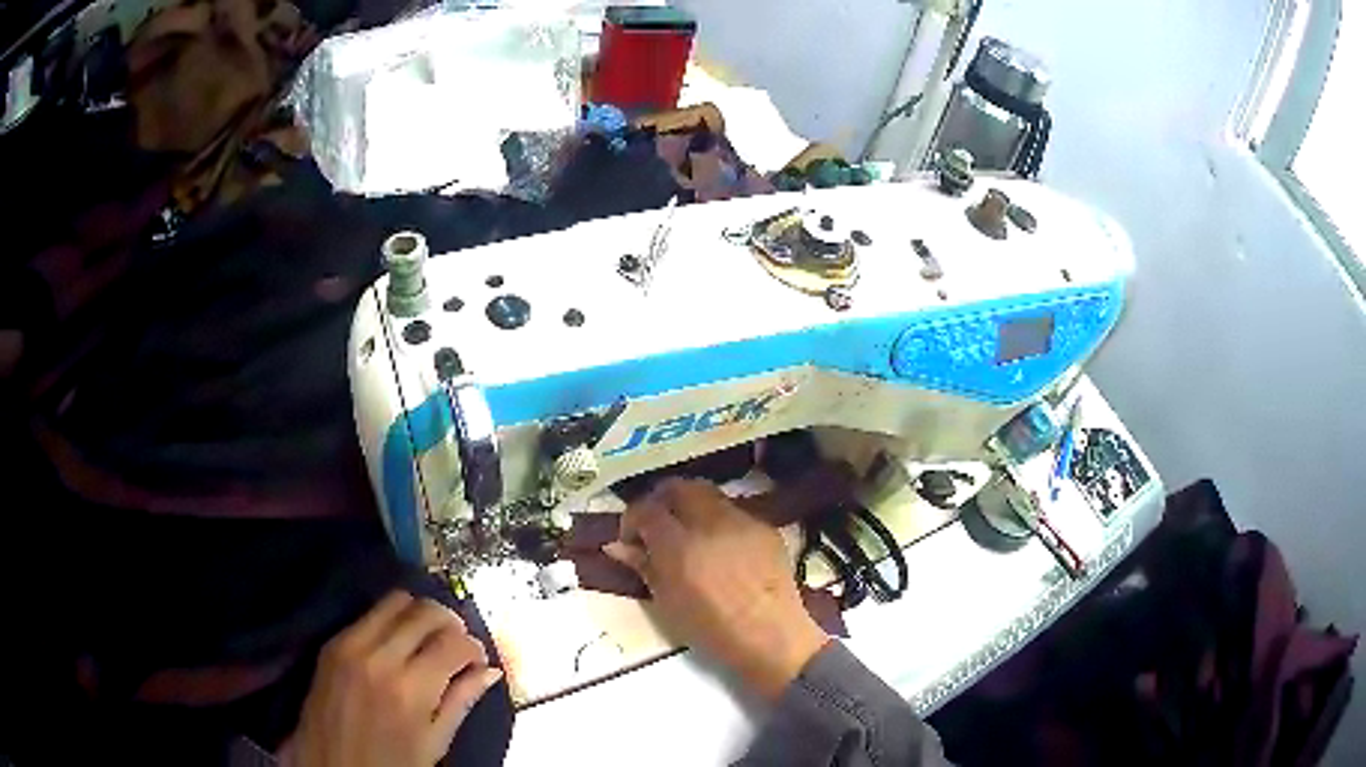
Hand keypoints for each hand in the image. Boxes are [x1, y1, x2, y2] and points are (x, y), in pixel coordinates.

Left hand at [283, 591, 502, 766]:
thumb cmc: (390, 765)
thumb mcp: (434, 743)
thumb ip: (461, 701)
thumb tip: (490, 671)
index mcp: (411, 690)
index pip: (454, 642)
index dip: (474, 647)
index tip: (477, 660)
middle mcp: (379, 657)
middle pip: (424, 611)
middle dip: (449, 623)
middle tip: (456, 643)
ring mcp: (349, 645)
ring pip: (395, 601)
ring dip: (419, 614)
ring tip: (427, 638)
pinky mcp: (331, 642)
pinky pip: (368, 614)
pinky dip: (390, 620)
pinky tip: (397, 642)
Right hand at [604, 478, 829, 699]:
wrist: (772, 637)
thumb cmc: (712, 630)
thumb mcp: (667, 603)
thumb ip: (643, 567)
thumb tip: (618, 546)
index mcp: (679, 545)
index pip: (646, 509)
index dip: (632, 519)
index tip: (631, 539)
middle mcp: (710, 522)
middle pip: (679, 487)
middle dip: (662, 501)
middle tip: (657, 526)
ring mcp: (742, 521)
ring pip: (708, 494)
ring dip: (691, 506)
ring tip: (689, 534)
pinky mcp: (765, 527)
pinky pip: (734, 511)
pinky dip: (718, 520)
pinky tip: (720, 547)